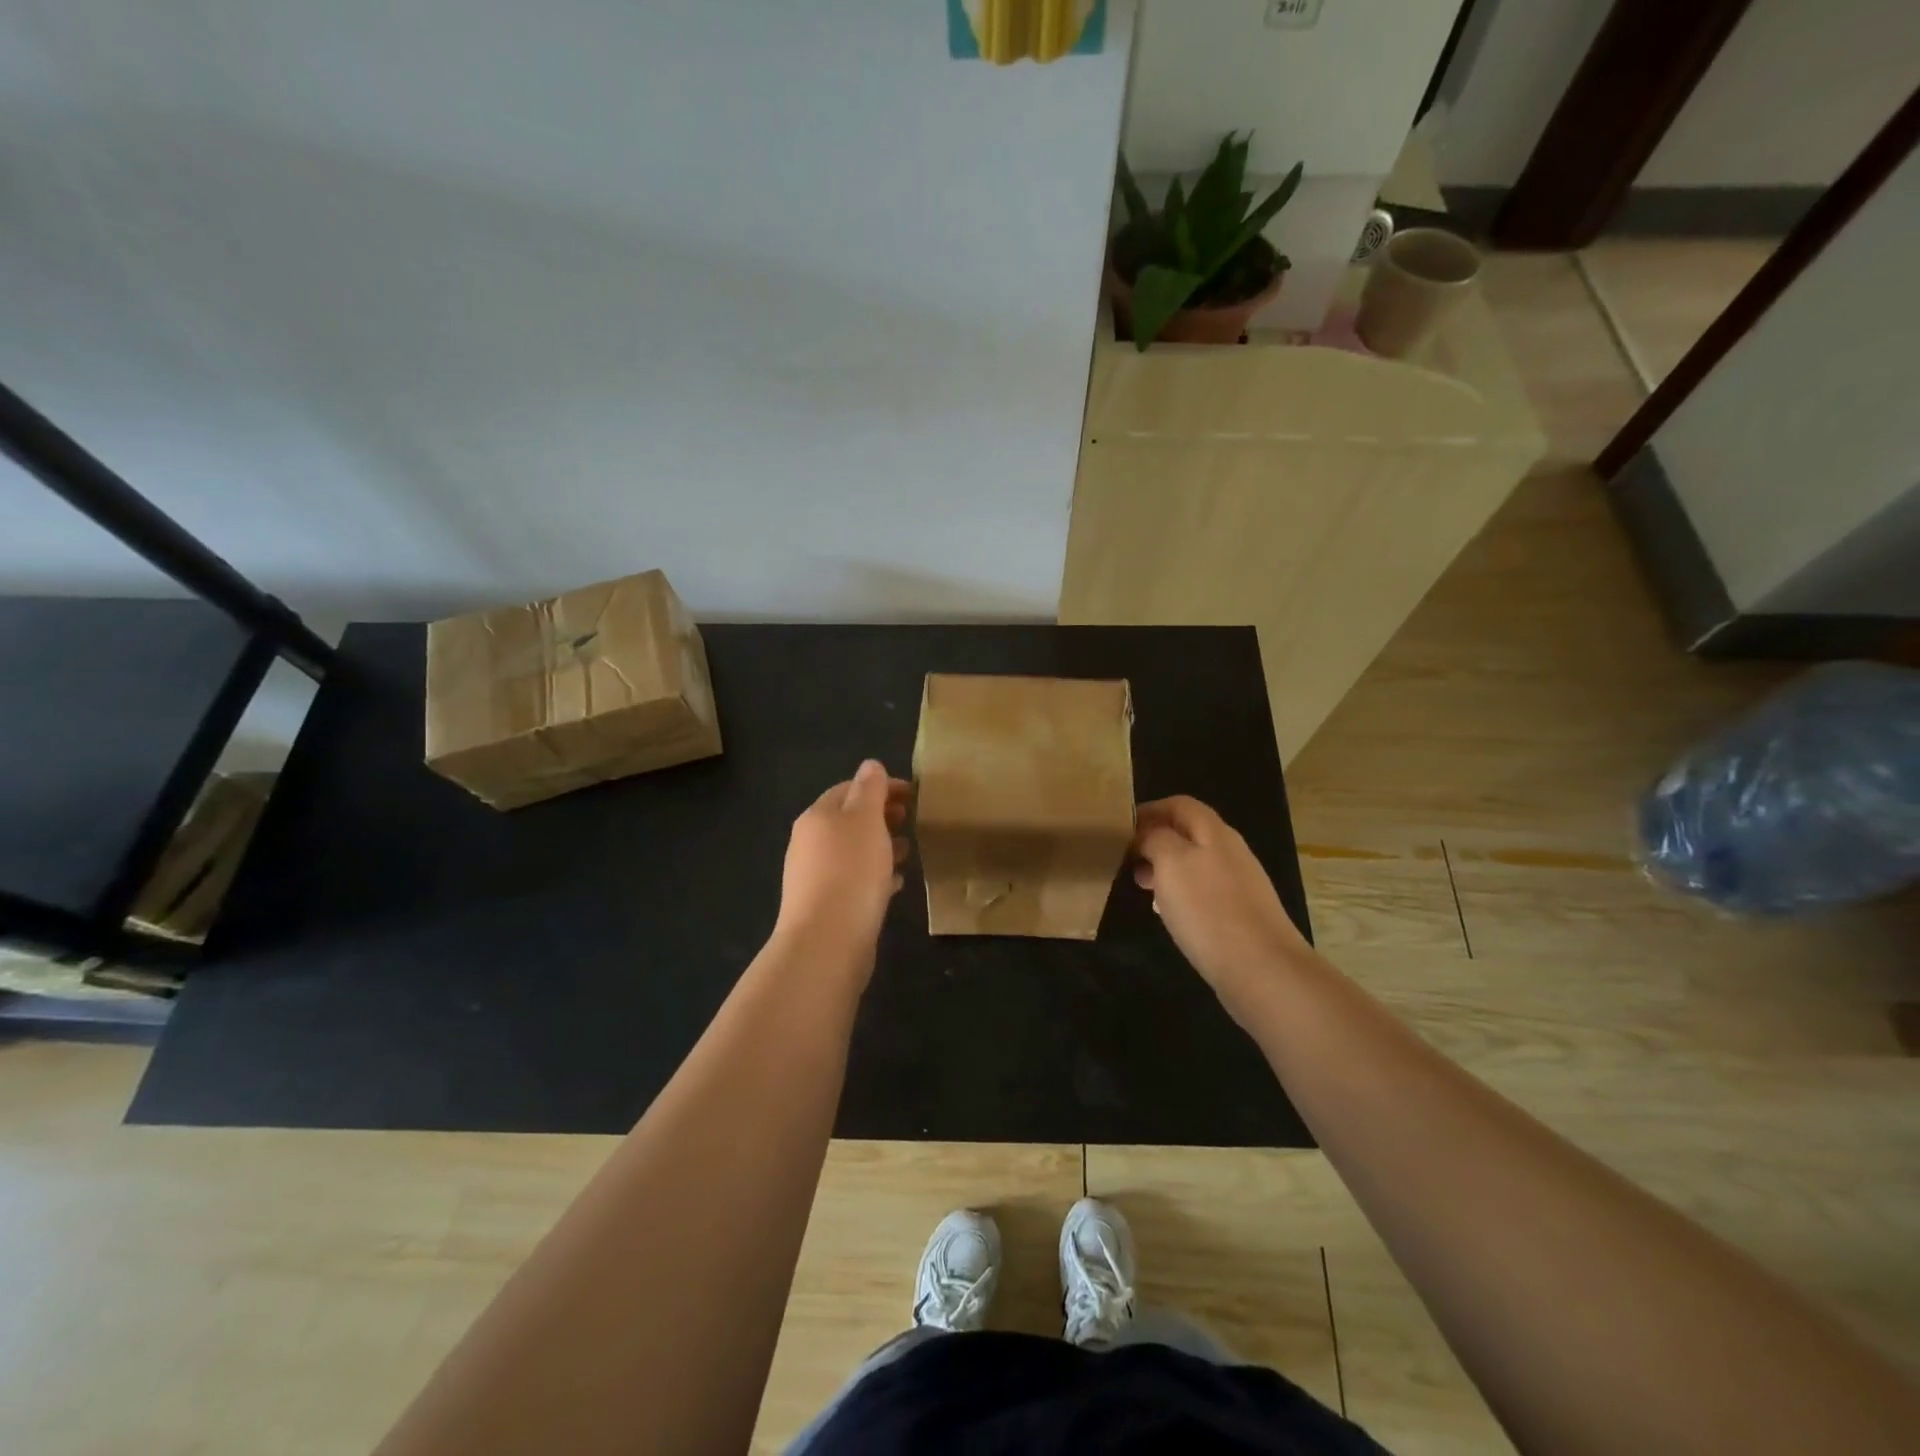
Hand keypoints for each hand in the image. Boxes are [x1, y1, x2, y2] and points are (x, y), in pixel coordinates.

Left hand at [774, 760, 909, 974]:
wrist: (827, 941)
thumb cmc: (851, 871)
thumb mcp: (866, 820)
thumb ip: (870, 790)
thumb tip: (871, 765)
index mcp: (817, 816)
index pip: (849, 789)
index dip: (881, 787)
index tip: (912, 794)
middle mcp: (809, 843)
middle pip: (849, 820)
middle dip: (881, 816)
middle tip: (911, 820)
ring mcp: (814, 876)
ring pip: (853, 851)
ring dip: (880, 846)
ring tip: (908, 852)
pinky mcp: (826, 906)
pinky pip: (854, 880)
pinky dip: (875, 875)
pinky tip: (895, 884)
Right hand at [1132, 796, 1307, 1010]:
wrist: (1262, 969)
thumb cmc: (1209, 910)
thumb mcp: (1171, 863)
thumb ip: (1155, 839)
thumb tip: (1147, 835)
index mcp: (1214, 832)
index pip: (1180, 804)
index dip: (1150, 810)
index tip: (1122, 827)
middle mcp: (1230, 851)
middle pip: (1188, 832)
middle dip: (1155, 840)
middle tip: (1126, 858)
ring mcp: (1239, 883)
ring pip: (1194, 862)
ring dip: (1165, 867)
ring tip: (1141, 885)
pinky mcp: (1240, 913)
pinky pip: (1204, 890)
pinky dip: (1181, 892)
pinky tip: (1169, 913)